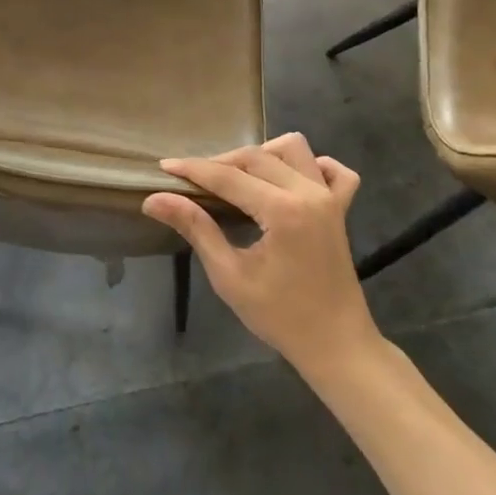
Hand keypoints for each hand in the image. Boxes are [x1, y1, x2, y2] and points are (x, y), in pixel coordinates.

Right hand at [143, 133, 377, 372]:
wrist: (336, 346)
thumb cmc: (280, 316)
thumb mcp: (229, 276)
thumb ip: (195, 229)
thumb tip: (154, 199)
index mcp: (282, 211)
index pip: (228, 176)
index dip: (193, 169)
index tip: (164, 167)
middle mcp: (308, 193)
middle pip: (256, 156)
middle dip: (220, 163)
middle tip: (193, 182)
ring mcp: (329, 197)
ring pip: (293, 148)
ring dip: (262, 155)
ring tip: (239, 178)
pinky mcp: (341, 208)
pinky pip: (334, 171)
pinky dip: (311, 165)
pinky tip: (290, 179)